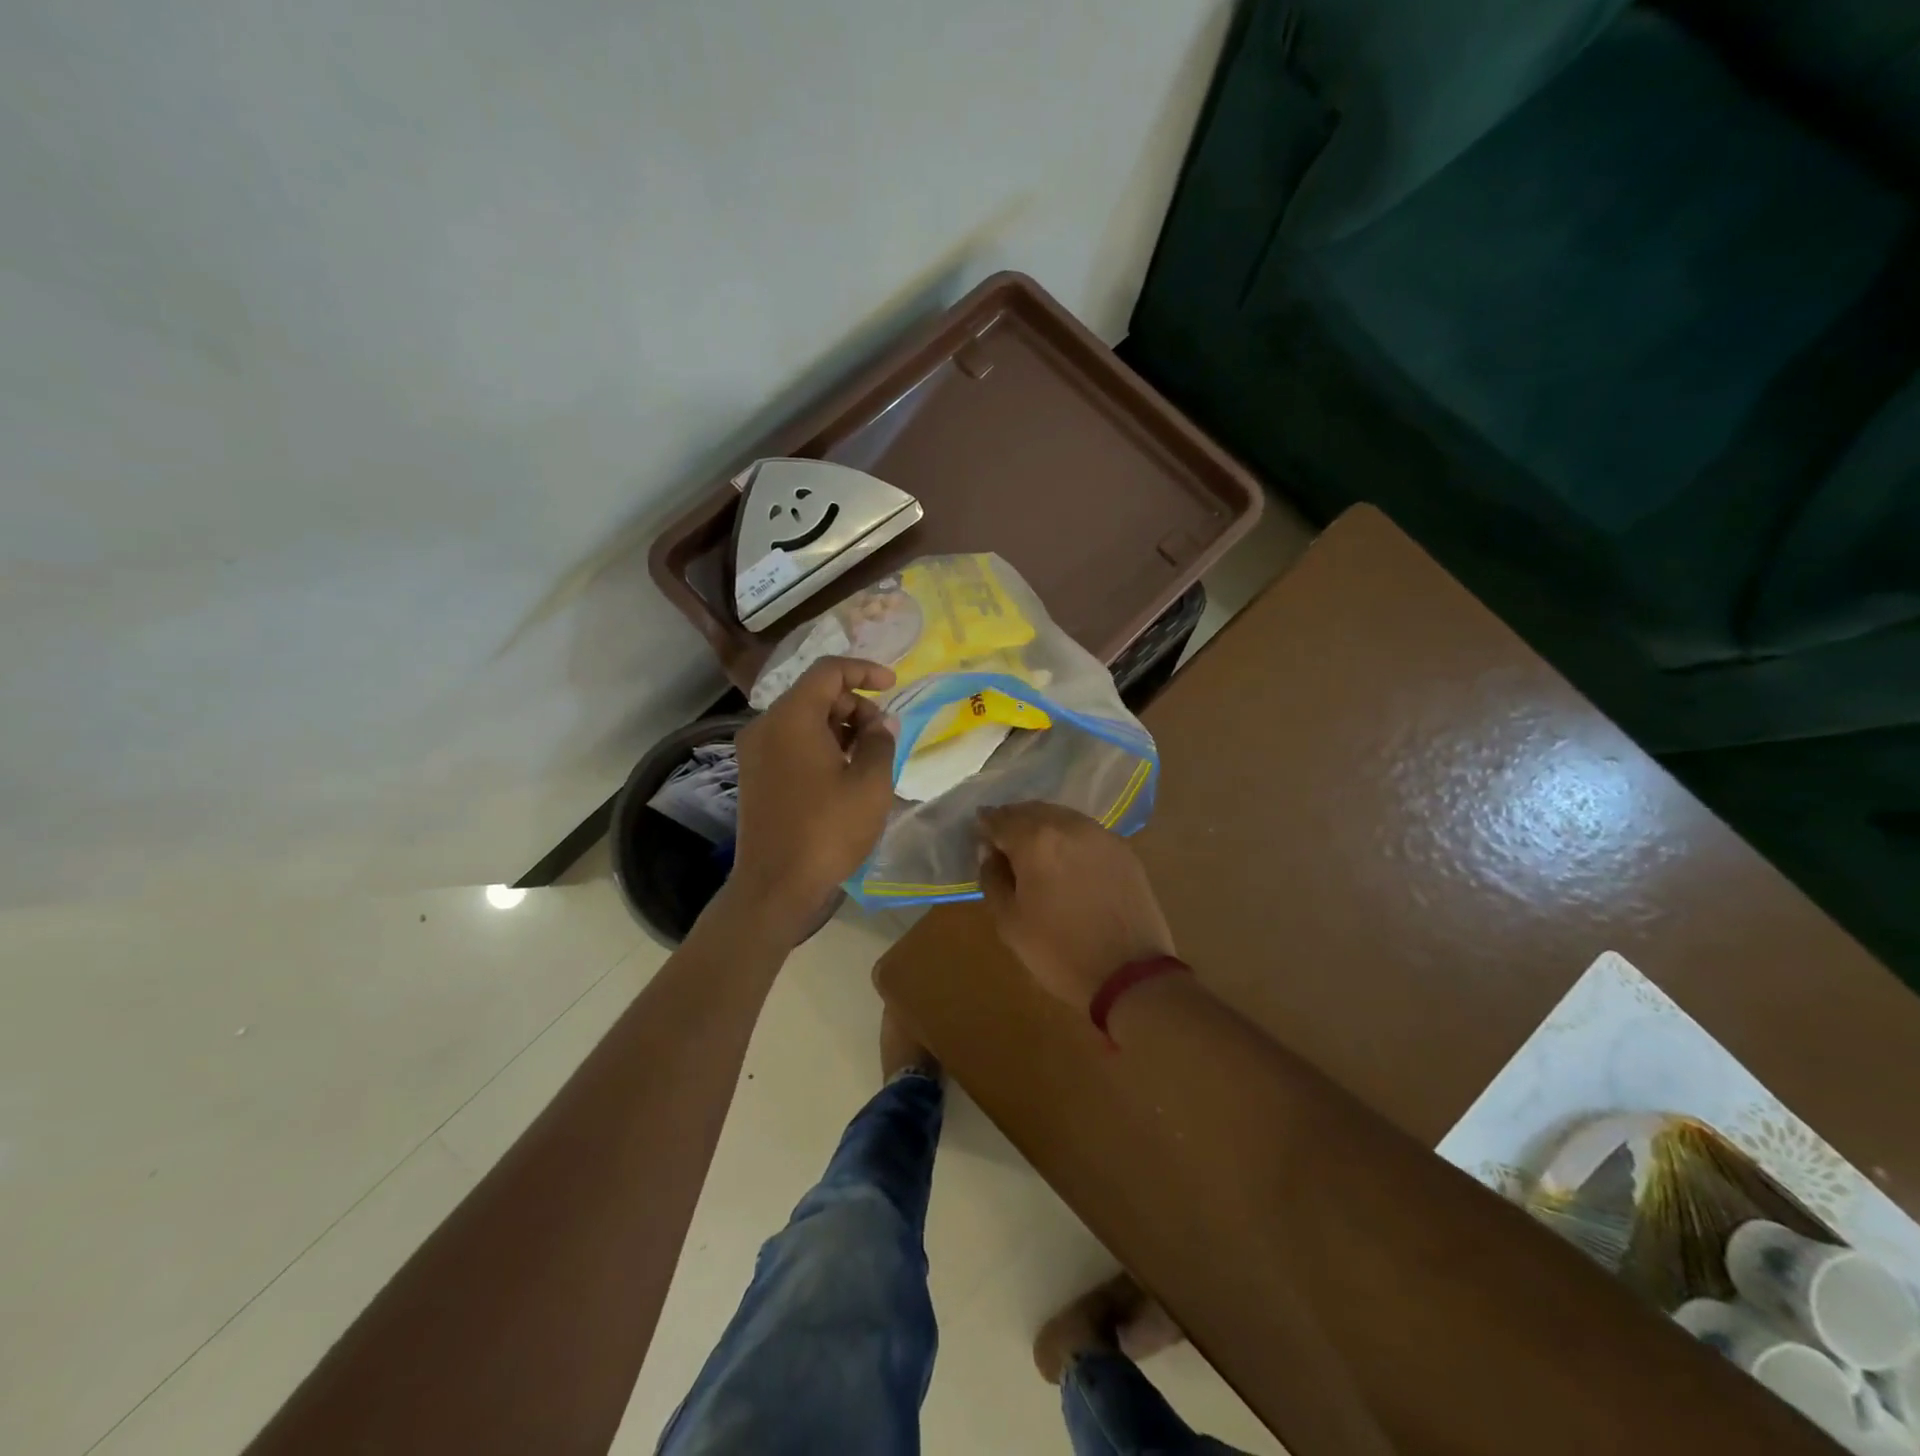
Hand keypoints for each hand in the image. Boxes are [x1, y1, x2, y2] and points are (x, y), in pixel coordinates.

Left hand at [727, 657, 897, 936]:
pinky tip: (843, 773)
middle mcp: (766, 725)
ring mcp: (755, 751)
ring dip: (839, 727)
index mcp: (792, 717)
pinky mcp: (754, 774)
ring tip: (868, 758)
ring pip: (803, 719)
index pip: (828, 671)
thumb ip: (881, 742)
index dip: (864, 670)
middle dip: (855, 705)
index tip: (893, 685)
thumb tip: (881, 723)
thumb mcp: (870, 784)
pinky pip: (791, 742)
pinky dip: (819, 744)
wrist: (776, 886)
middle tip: (883, 737)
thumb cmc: (828, 830)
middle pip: (815, 694)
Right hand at [977, 802, 1173, 1010]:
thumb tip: (990, 853)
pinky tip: (1067, 860)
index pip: (1000, 819)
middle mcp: (1068, 825)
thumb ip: (993, 879)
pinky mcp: (1123, 849)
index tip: (980, 837)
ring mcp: (1100, 834)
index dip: (985, 826)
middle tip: (1004, 843)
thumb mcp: (1010, 922)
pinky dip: (1069, 838)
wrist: (1130, 974)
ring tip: (1034, 851)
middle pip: (1032, 810)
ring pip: (1061, 817)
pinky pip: (1086, 832)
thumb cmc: (1059, 951)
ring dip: (1042, 826)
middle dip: (1014, 822)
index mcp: (1035, 840)